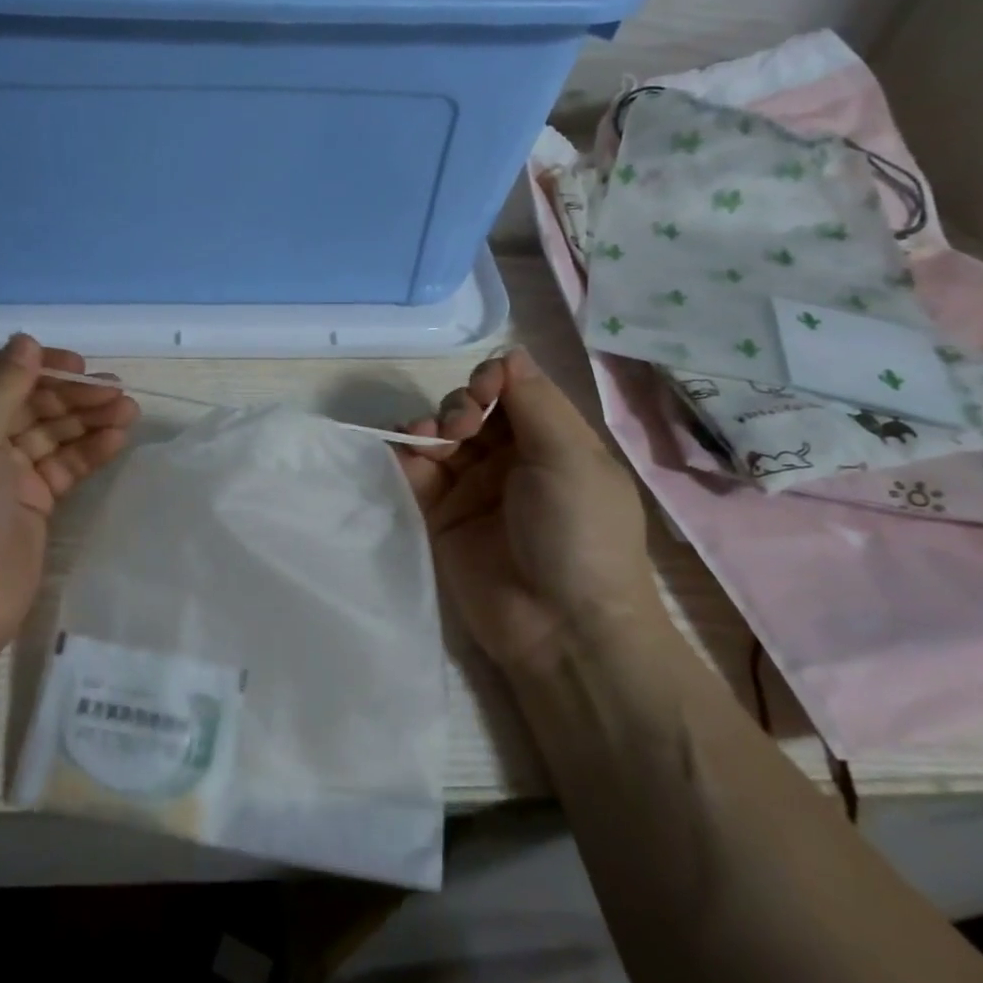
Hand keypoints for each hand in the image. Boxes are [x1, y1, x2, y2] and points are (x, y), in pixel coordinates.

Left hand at [0, 335, 139, 655]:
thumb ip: (0, 387)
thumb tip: (26, 340)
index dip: (36, 365)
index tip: (78, 364)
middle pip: (27, 402)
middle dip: (71, 395)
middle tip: (116, 392)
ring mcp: (1, 473)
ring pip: (50, 433)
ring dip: (87, 420)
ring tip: (129, 411)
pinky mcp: (30, 502)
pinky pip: (63, 466)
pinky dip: (88, 452)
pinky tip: (116, 440)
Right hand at [397, 346, 663, 670]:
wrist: (560, 628)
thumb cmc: (578, 533)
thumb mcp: (570, 457)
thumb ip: (535, 401)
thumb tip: (509, 354)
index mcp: (553, 443)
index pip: (514, 392)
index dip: (494, 380)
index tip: (485, 388)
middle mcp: (512, 461)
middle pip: (472, 410)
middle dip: (460, 406)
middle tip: (460, 428)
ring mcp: (473, 490)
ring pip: (441, 437)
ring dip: (430, 425)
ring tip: (431, 440)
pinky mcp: (440, 517)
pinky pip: (416, 473)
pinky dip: (405, 454)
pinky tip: (404, 448)